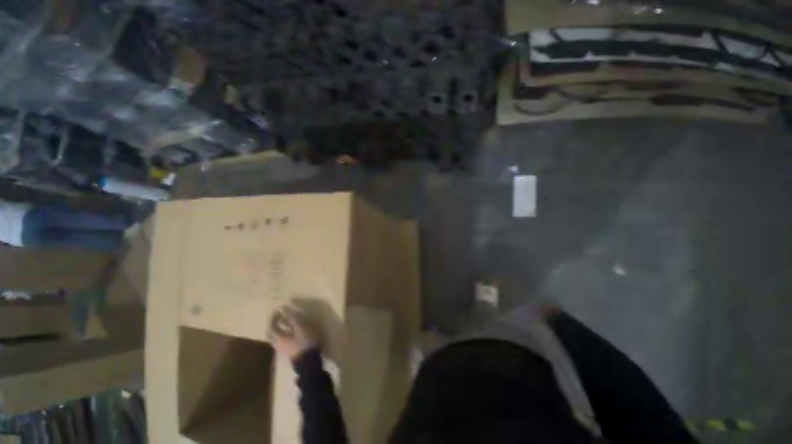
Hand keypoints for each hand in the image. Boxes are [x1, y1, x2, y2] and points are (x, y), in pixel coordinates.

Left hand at [269, 305, 315, 359]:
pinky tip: (290, 332)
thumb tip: (284, 308)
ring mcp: (282, 349)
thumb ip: (292, 318)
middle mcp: (277, 343)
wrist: (308, 362)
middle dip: (274, 324)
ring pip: (275, 338)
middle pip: (271, 333)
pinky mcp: (287, 352)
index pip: (271, 326)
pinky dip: (283, 334)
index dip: (274, 317)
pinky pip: (280, 341)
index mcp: (279, 337)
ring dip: (278, 329)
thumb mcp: (300, 328)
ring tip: (286, 323)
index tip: (278, 309)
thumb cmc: (305, 342)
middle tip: (280, 316)